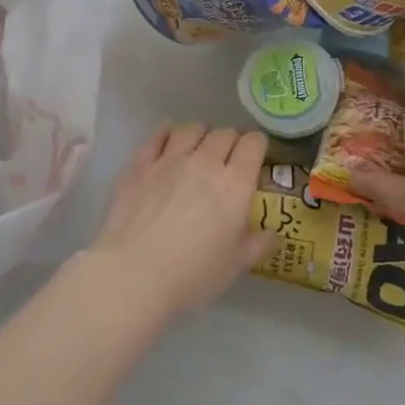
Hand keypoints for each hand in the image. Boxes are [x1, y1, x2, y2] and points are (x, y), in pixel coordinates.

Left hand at [85, 123, 271, 321]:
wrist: (133, 276)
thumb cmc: (192, 275)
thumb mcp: (235, 266)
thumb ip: (257, 244)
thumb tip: (272, 233)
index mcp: (235, 184)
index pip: (254, 144)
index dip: (258, 145)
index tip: (257, 155)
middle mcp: (205, 162)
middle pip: (225, 133)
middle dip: (232, 141)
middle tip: (229, 158)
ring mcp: (170, 160)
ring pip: (192, 129)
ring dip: (202, 134)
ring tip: (200, 147)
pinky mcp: (140, 166)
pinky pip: (157, 136)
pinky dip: (166, 132)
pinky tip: (168, 136)